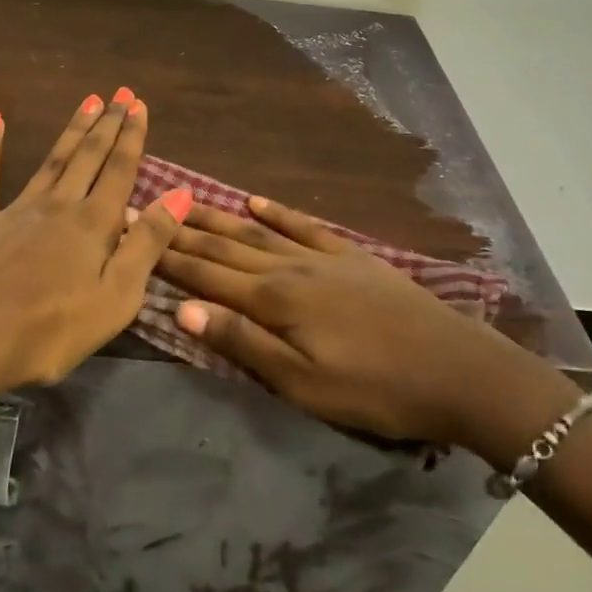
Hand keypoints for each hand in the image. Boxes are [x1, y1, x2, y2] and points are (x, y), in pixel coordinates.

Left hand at [0, 89, 193, 440]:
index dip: (132, 137)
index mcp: (93, 224)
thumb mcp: (116, 298)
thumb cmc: (49, 331)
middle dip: (107, 124)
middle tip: (120, 93)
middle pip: (88, 156)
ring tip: (88, 102)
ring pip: (51, 160)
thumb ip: (148, 243)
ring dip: (71, 130)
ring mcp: (14, 209)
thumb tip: (181, 193)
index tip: (139, 105)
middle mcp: (57, 205)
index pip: (120, 170)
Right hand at [156, 196, 577, 460]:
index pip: (207, 273)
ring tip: (187, 201)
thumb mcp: (303, 383)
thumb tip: (182, 308)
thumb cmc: (375, 389)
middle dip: (184, 230)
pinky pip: (304, 226)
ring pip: (258, 232)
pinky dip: (276, 213)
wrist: (457, 369)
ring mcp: (323, 256)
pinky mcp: (351, 256)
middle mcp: (291, 267)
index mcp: (275, 300)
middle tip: (148, 208)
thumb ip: (242, 342)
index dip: (168, 255)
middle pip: (227, 245)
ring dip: (219, 218)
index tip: (134, 232)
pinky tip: (254, 202)